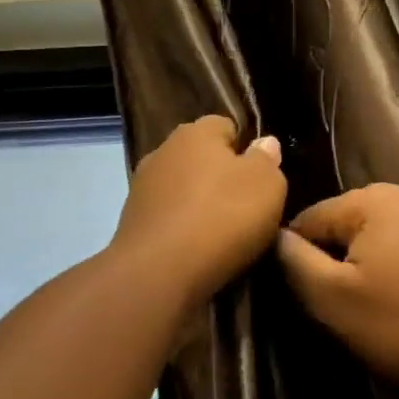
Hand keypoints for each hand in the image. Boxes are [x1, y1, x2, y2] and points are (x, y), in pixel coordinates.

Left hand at [111, 116, 287, 311]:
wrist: (159, 271)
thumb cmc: (222, 217)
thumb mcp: (267, 186)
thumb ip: (267, 161)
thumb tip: (263, 144)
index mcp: (195, 132)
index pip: (225, 126)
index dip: (245, 148)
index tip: (260, 177)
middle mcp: (163, 151)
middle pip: (200, 158)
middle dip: (220, 178)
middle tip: (245, 208)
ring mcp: (142, 187)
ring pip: (181, 189)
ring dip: (198, 205)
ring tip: (221, 234)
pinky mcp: (131, 222)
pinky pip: (168, 218)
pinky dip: (181, 229)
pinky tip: (196, 250)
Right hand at [278, 184, 398, 398]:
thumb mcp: (334, 300)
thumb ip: (296, 263)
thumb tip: (277, 237)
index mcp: (371, 201)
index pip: (310, 219)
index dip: (296, 257)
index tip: (302, 296)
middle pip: (352, 226)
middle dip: (340, 261)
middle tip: (342, 308)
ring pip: (390, 238)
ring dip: (377, 267)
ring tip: (382, 310)